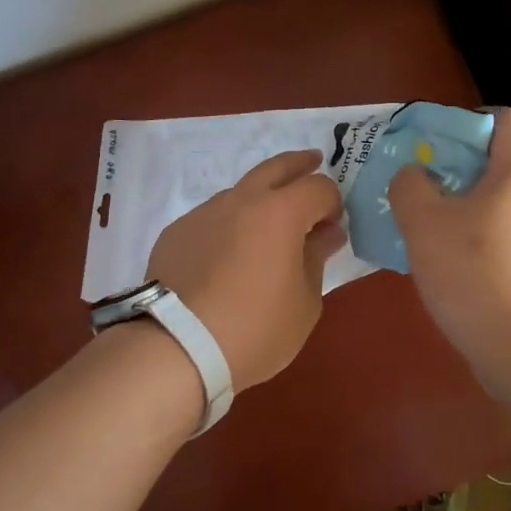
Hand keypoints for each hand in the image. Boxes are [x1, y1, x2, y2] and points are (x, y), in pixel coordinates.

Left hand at [147, 149, 346, 389]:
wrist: (176, 347)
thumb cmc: (254, 329)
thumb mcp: (304, 303)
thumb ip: (316, 258)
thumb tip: (327, 233)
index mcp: (279, 212)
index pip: (318, 187)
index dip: (333, 202)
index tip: (334, 223)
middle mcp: (241, 200)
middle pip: (276, 167)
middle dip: (300, 164)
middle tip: (313, 162)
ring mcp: (204, 212)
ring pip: (240, 191)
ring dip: (260, 197)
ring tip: (268, 224)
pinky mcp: (177, 231)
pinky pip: (212, 218)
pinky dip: (228, 225)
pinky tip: (227, 254)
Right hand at [388, 108, 510, 368]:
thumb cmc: (476, 273)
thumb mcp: (424, 223)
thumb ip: (410, 186)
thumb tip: (415, 177)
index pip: (506, 119)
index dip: (469, 120)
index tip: (434, 143)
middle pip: (497, 164)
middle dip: (453, 170)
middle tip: (416, 188)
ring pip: (497, 206)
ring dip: (460, 210)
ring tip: (423, 231)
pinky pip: (503, 240)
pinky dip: (474, 243)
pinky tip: (446, 268)